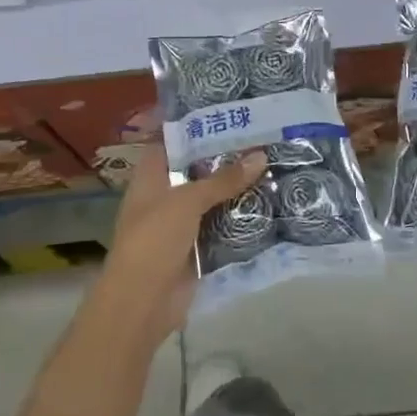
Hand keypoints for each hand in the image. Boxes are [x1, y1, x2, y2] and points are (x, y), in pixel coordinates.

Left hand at [91, 143, 265, 340]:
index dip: (195, 126)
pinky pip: (221, 227)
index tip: (227, 113)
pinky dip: (240, 219)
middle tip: (263, 137)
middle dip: (226, 158)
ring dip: (238, 189)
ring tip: (274, 165)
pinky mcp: (196, 248)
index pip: (171, 141)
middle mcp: (164, 196)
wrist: (142, 302)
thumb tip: (261, 155)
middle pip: (197, 170)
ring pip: (212, 199)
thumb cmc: (154, 239)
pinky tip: (270, 204)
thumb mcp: (187, 201)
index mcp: (151, 177)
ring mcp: (180, 224)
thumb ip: (223, 179)